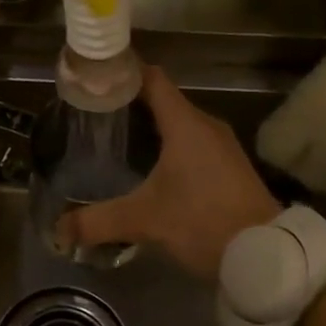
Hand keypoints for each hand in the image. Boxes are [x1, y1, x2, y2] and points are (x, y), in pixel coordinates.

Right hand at [56, 67, 281, 278]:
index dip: (124, 72)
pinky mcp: (231, 165)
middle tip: (95, 115)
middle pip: (163, 100)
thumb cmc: (203, 222)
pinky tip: (152, 167)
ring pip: (180, 122)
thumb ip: (99, 222)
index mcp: (185, 124)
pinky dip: (171, 144)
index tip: (96, 78)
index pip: (152, 78)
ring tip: (117, 139)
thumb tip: (59, 229)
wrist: (266, 254)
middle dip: (130, 103)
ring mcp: (223, 145)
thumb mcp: (146, 221)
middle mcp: (206, 125)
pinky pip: (194, 141)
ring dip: (152, 126)